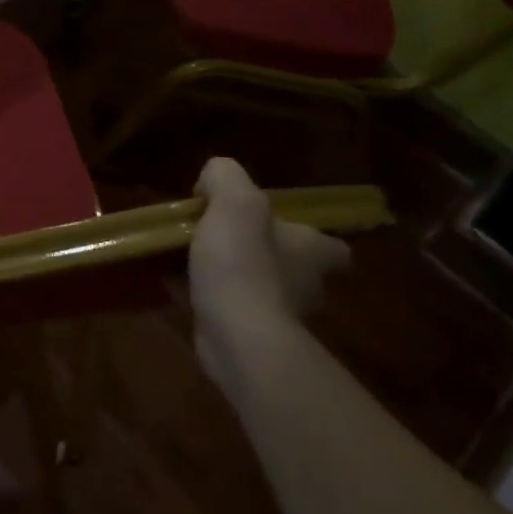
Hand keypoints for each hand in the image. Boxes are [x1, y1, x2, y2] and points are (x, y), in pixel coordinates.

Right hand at [187, 158, 348, 372]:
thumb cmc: (243, 265)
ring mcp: (279, 315)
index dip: (310, 236)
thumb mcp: (234, 202)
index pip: (332, 246)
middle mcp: (305, 284)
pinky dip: (211, 298)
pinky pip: (230, 309)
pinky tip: (179, 285)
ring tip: (193, 260)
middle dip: (264, 254)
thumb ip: (225, 177)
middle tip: (224, 240)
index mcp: (312, 251)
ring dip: (234, 276)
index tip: (276, 228)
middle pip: (292, 265)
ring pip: (259, 288)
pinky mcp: (250, 336)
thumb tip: (212, 180)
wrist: (236, 336)